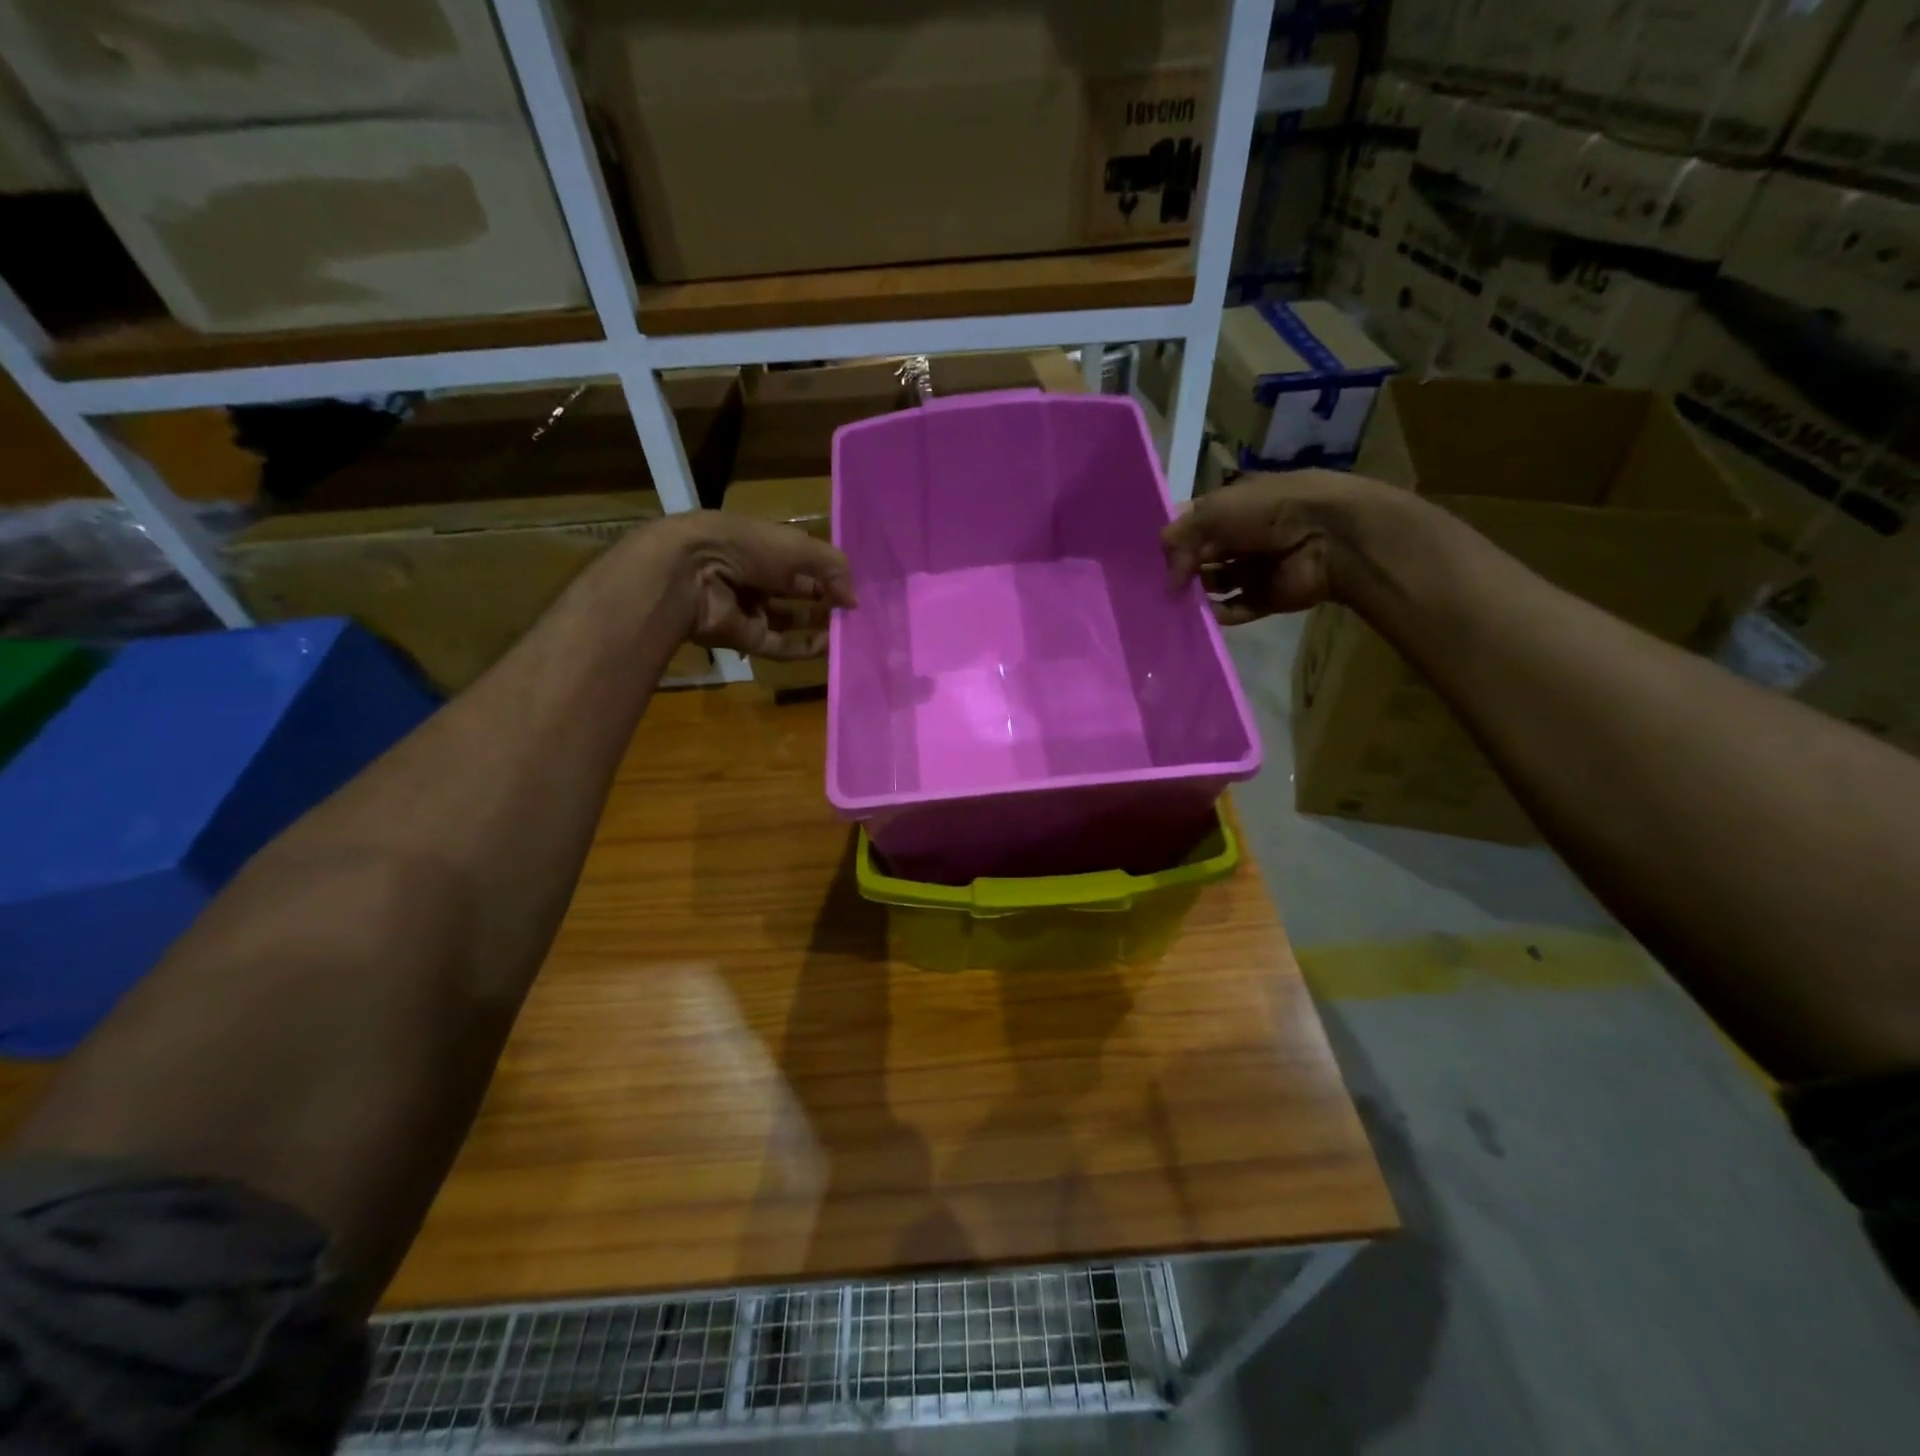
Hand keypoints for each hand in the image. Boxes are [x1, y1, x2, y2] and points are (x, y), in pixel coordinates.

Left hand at [639, 512, 856, 659]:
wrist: (691, 574)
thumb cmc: (746, 547)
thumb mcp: (798, 547)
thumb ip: (833, 569)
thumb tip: (855, 601)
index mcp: (763, 546)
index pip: (802, 561)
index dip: (828, 573)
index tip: (854, 587)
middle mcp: (756, 576)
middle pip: (797, 593)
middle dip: (826, 601)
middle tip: (856, 613)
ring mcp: (749, 609)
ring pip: (791, 621)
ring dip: (819, 626)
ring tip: (849, 632)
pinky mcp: (745, 638)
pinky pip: (780, 645)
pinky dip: (804, 648)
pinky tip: (829, 647)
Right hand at [1162, 469, 1408, 624]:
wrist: (1329, 536)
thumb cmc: (1269, 511)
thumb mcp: (1214, 511)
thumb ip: (1180, 539)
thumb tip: (1168, 577)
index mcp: (1236, 506)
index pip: (1196, 525)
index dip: (1176, 540)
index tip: (1151, 560)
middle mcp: (1245, 536)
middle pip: (1204, 557)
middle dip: (1183, 570)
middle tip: (1161, 586)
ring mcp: (1257, 568)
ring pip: (1217, 584)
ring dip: (1198, 594)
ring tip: (1175, 604)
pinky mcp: (1268, 597)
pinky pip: (1237, 608)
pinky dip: (1219, 614)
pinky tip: (1200, 617)